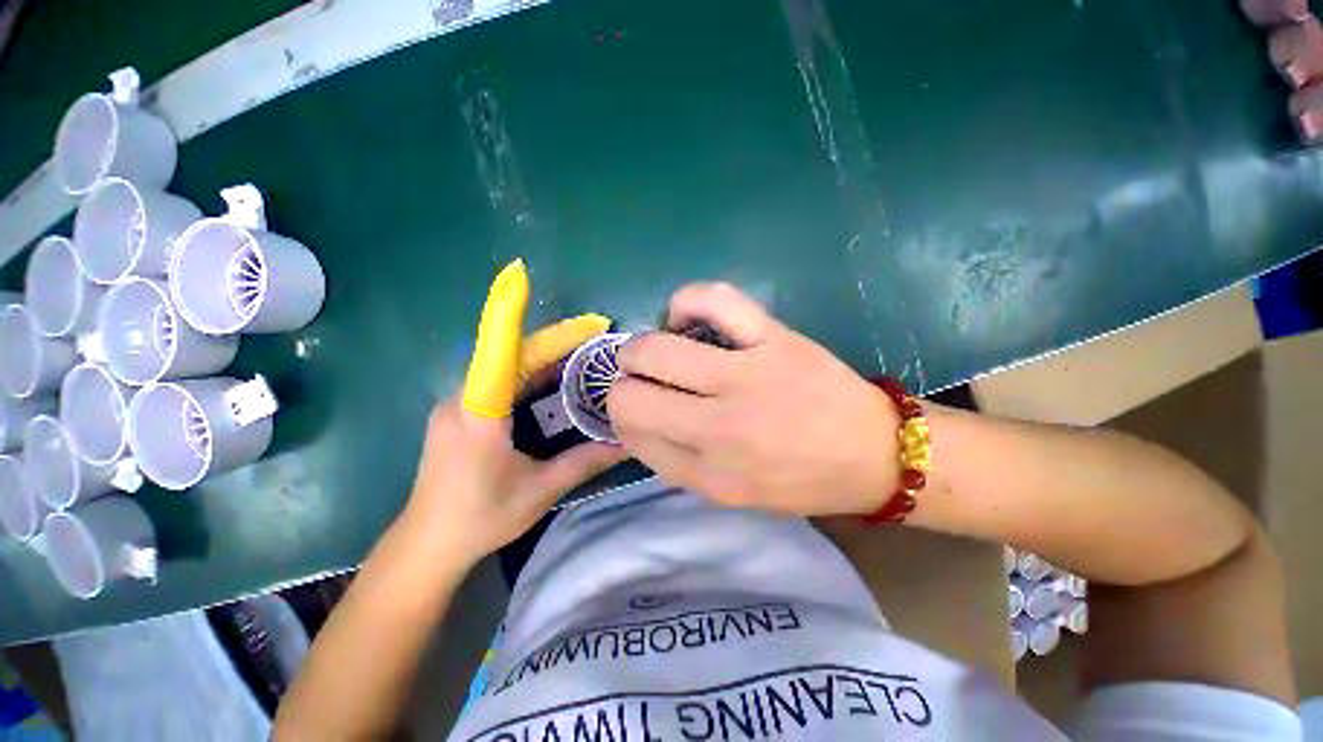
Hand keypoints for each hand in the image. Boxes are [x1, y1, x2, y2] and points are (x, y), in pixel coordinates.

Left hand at [404, 260, 625, 563]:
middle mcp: (464, 396)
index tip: (523, 279)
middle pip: (512, 353)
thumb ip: (585, 462)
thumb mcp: (540, 490)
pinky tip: (555, 377)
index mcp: (479, 412)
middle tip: (597, 332)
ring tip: (585, 351)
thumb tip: (628, 443)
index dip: (510, 312)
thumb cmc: (481, 518)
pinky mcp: (461, 410)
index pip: (500, 352)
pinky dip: (531, 371)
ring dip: (545, 355)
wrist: (427, 544)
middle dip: (555, 339)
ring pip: (506, 364)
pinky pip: (500, 378)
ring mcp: (459, 402)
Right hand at [607, 283, 899, 515]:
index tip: (635, 409)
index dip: (623, 417)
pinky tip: (686, 317)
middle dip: (623, 383)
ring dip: (640, 348)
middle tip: (643, 379)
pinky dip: (685, 302)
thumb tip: (634, 422)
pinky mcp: (773, 339)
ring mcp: (747, 377)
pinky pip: (713, 300)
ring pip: (656, 349)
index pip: (631, 433)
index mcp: (709, 474)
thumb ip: (676, 463)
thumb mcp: (730, 494)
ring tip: (657, 350)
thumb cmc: (800, 481)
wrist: (874, 455)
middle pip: (629, 394)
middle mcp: (719, 428)